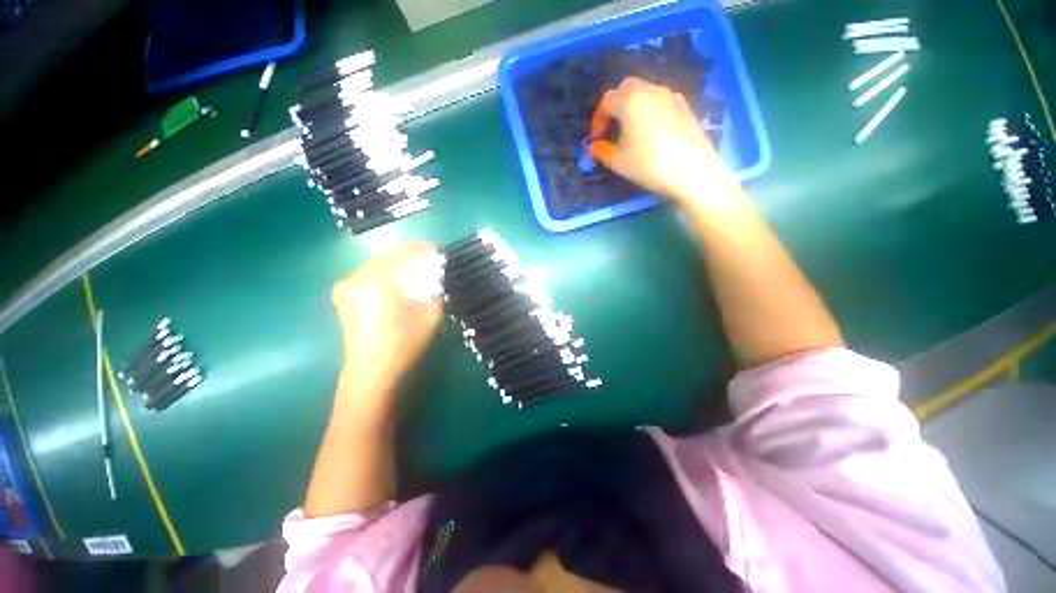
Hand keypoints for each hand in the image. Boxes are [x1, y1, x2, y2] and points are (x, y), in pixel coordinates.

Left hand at [332, 243, 442, 408]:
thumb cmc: (404, 345)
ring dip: (397, 261)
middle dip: (410, 253)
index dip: (422, 250)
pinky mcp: (343, 293)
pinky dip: (385, 270)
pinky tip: (398, 277)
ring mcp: (346, 285)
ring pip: (377, 262)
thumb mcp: (430, 316)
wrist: (371, 371)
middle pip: (388, 255)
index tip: (437, 248)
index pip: (404, 255)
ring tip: (416, 265)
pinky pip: (368, 272)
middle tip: (428, 255)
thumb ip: (435, 289)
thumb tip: (437, 273)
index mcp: (378, 282)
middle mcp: (357, 278)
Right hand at [588, 77, 738, 209]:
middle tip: (612, 128)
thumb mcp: (619, 162)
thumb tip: (593, 146)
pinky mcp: (685, 106)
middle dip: (615, 105)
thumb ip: (602, 151)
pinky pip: (661, 100)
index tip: (596, 139)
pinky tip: (652, 131)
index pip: (607, 101)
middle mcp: (650, 90)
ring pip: (645, 92)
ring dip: (633, 106)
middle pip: (627, 87)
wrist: (692, 170)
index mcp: (630, 101)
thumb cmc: (649, 165)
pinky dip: (650, 109)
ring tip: (631, 130)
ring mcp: (671, 96)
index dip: (598, 120)